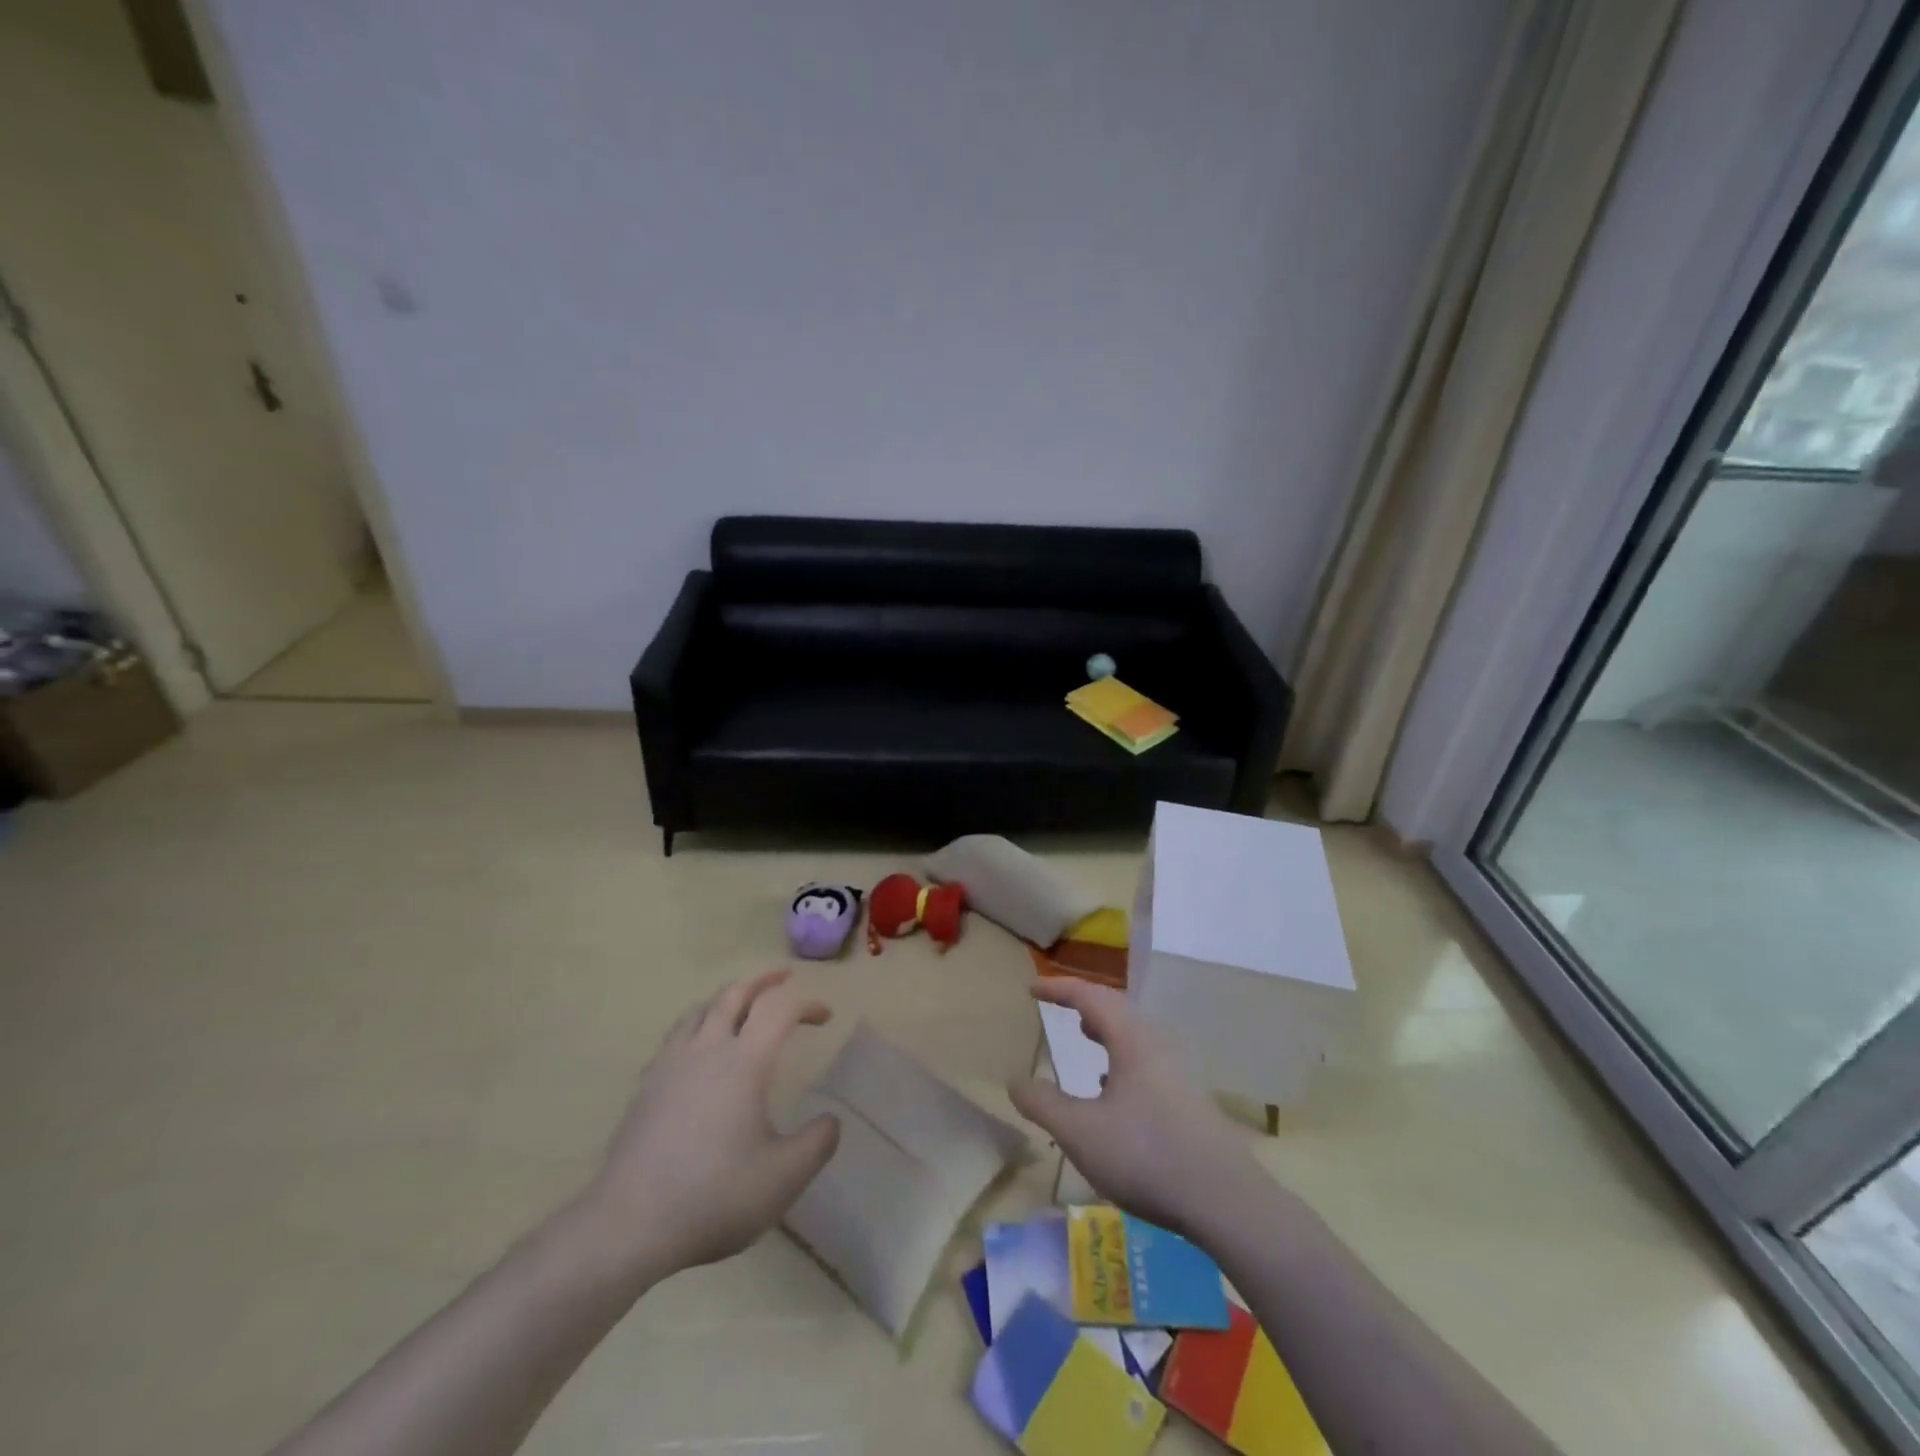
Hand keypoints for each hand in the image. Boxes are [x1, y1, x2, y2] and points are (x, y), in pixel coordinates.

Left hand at [582, 969, 840, 1276]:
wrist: (629, 1225)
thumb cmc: (714, 1196)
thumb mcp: (784, 1178)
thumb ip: (817, 1144)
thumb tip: (831, 1121)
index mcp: (744, 1062)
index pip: (780, 1009)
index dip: (806, 1004)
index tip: (825, 1017)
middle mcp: (707, 1049)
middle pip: (735, 993)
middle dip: (764, 979)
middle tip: (784, 977)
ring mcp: (671, 1064)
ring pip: (701, 1008)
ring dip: (729, 996)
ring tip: (743, 1004)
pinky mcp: (647, 1085)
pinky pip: (677, 1034)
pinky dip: (699, 1023)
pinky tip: (700, 1047)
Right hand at [1008, 979, 1262, 1238]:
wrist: (1226, 1201)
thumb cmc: (1147, 1155)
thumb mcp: (1081, 1132)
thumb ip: (1044, 1104)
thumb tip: (1015, 1081)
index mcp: (1132, 1040)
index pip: (1091, 997)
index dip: (1060, 989)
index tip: (1033, 988)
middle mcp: (1157, 1046)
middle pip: (1117, 1010)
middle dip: (1085, 1004)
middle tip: (1058, 1005)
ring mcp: (1177, 1074)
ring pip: (1134, 1037)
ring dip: (1106, 1031)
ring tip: (1085, 1035)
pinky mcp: (1187, 1101)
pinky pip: (1145, 1061)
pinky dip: (1121, 1059)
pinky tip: (1113, 1088)